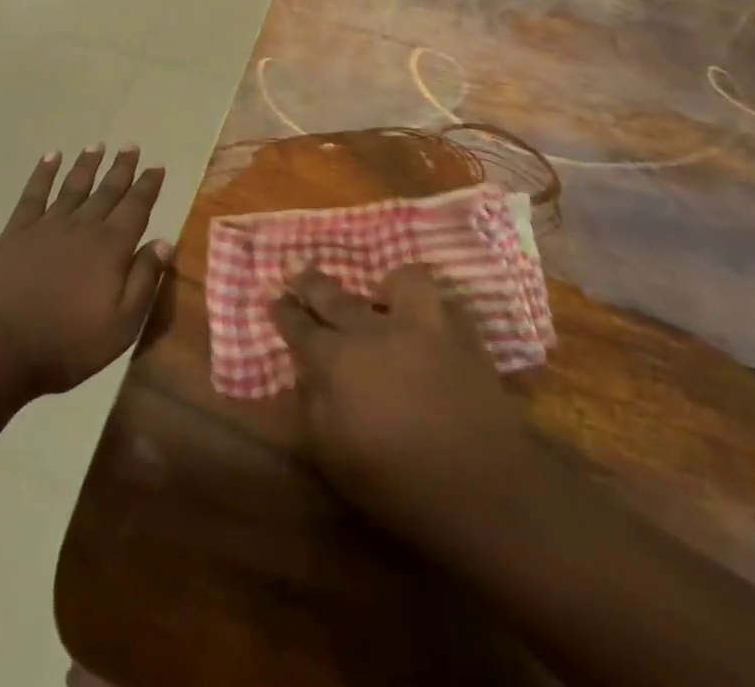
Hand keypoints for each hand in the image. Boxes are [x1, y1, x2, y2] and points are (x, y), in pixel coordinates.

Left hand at [0, 147, 170, 395]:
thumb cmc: (67, 343)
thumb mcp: (122, 325)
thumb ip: (145, 280)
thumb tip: (164, 242)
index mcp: (111, 247)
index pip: (136, 207)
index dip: (148, 186)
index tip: (156, 166)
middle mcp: (83, 227)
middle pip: (107, 191)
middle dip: (121, 168)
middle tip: (130, 146)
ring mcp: (47, 227)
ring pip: (73, 186)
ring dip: (87, 164)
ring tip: (96, 145)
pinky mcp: (16, 233)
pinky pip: (34, 194)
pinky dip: (43, 173)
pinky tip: (50, 157)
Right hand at [272, 265, 535, 530]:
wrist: (480, 486)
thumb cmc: (397, 484)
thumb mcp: (333, 458)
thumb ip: (312, 407)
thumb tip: (305, 375)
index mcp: (336, 361)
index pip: (300, 327)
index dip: (284, 312)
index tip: (274, 298)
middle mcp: (373, 330)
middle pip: (334, 295)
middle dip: (311, 282)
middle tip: (296, 269)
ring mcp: (420, 323)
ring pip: (399, 280)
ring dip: (386, 287)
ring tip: (383, 294)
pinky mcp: (460, 331)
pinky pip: (443, 302)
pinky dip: (432, 309)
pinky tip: (430, 321)